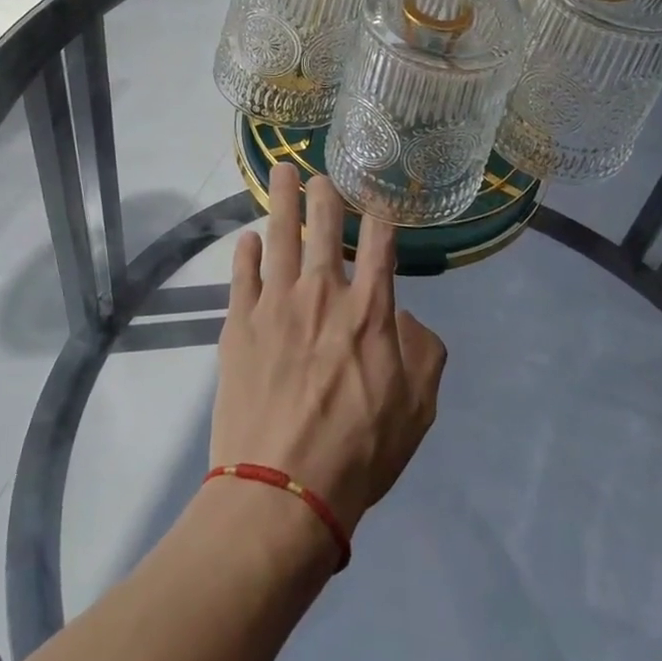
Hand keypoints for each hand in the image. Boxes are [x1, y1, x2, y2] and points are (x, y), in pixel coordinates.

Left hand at [210, 163, 446, 535]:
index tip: (377, 201)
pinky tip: (247, 238)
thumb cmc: (359, 453)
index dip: (380, 216)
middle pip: (324, 226)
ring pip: (280, 235)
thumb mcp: (418, 410)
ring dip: (282, 199)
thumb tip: (404, 319)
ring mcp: (275, 303)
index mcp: (370, 310)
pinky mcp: (238, 323)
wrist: (282, 488)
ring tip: (282, 172)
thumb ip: (423, 352)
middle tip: (321, 174)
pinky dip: (246, 252)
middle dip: (325, 194)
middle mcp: (322, 293)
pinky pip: (242, 274)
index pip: (379, 244)